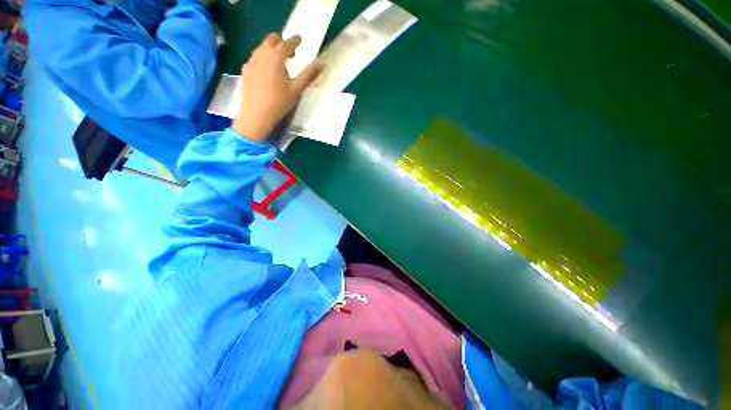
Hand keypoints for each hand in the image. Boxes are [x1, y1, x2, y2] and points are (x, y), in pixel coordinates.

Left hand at [232, 33, 321, 141]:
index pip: (286, 43)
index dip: (294, 40)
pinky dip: (263, 57)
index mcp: (275, 57)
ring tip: (280, 61)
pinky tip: (267, 69)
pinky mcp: (246, 70)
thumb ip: (309, 75)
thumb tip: (321, 63)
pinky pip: (255, 57)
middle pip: (271, 40)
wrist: (256, 114)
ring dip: (272, 49)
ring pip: (262, 47)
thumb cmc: (279, 102)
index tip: (300, 39)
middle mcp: (261, 54)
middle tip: (291, 52)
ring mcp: (251, 61)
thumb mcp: (297, 89)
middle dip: (282, 41)